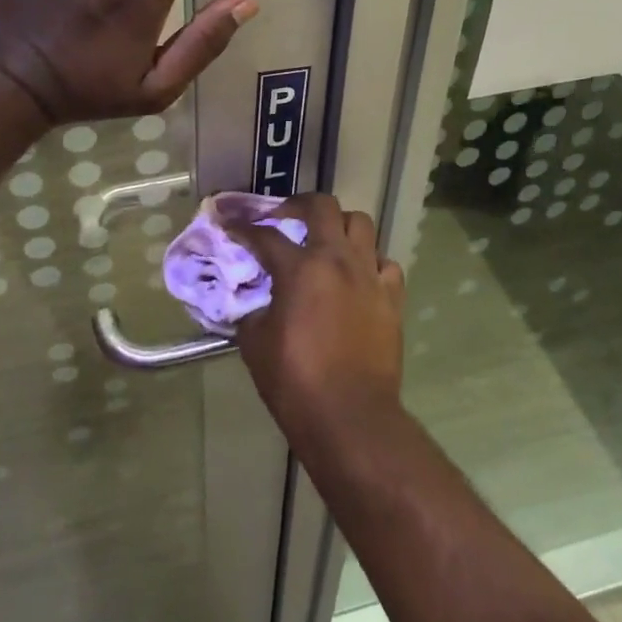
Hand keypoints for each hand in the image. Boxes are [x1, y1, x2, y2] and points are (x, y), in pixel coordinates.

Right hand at [229, 194, 406, 447]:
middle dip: (298, 205)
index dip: (242, 227)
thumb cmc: (295, 381)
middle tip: (284, 218)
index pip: (265, 235)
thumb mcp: (255, 343)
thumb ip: (252, 309)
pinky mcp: (392, 297)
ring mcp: (369, 275)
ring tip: (325, 241)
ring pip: (361, 224)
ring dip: (339, 226)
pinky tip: (357, 276)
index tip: (229, 224)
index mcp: (301, 269)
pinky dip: (369, 261)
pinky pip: (384, 262)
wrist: (351, 416)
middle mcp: (338, 260)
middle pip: (323, 207)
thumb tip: (254, 299)